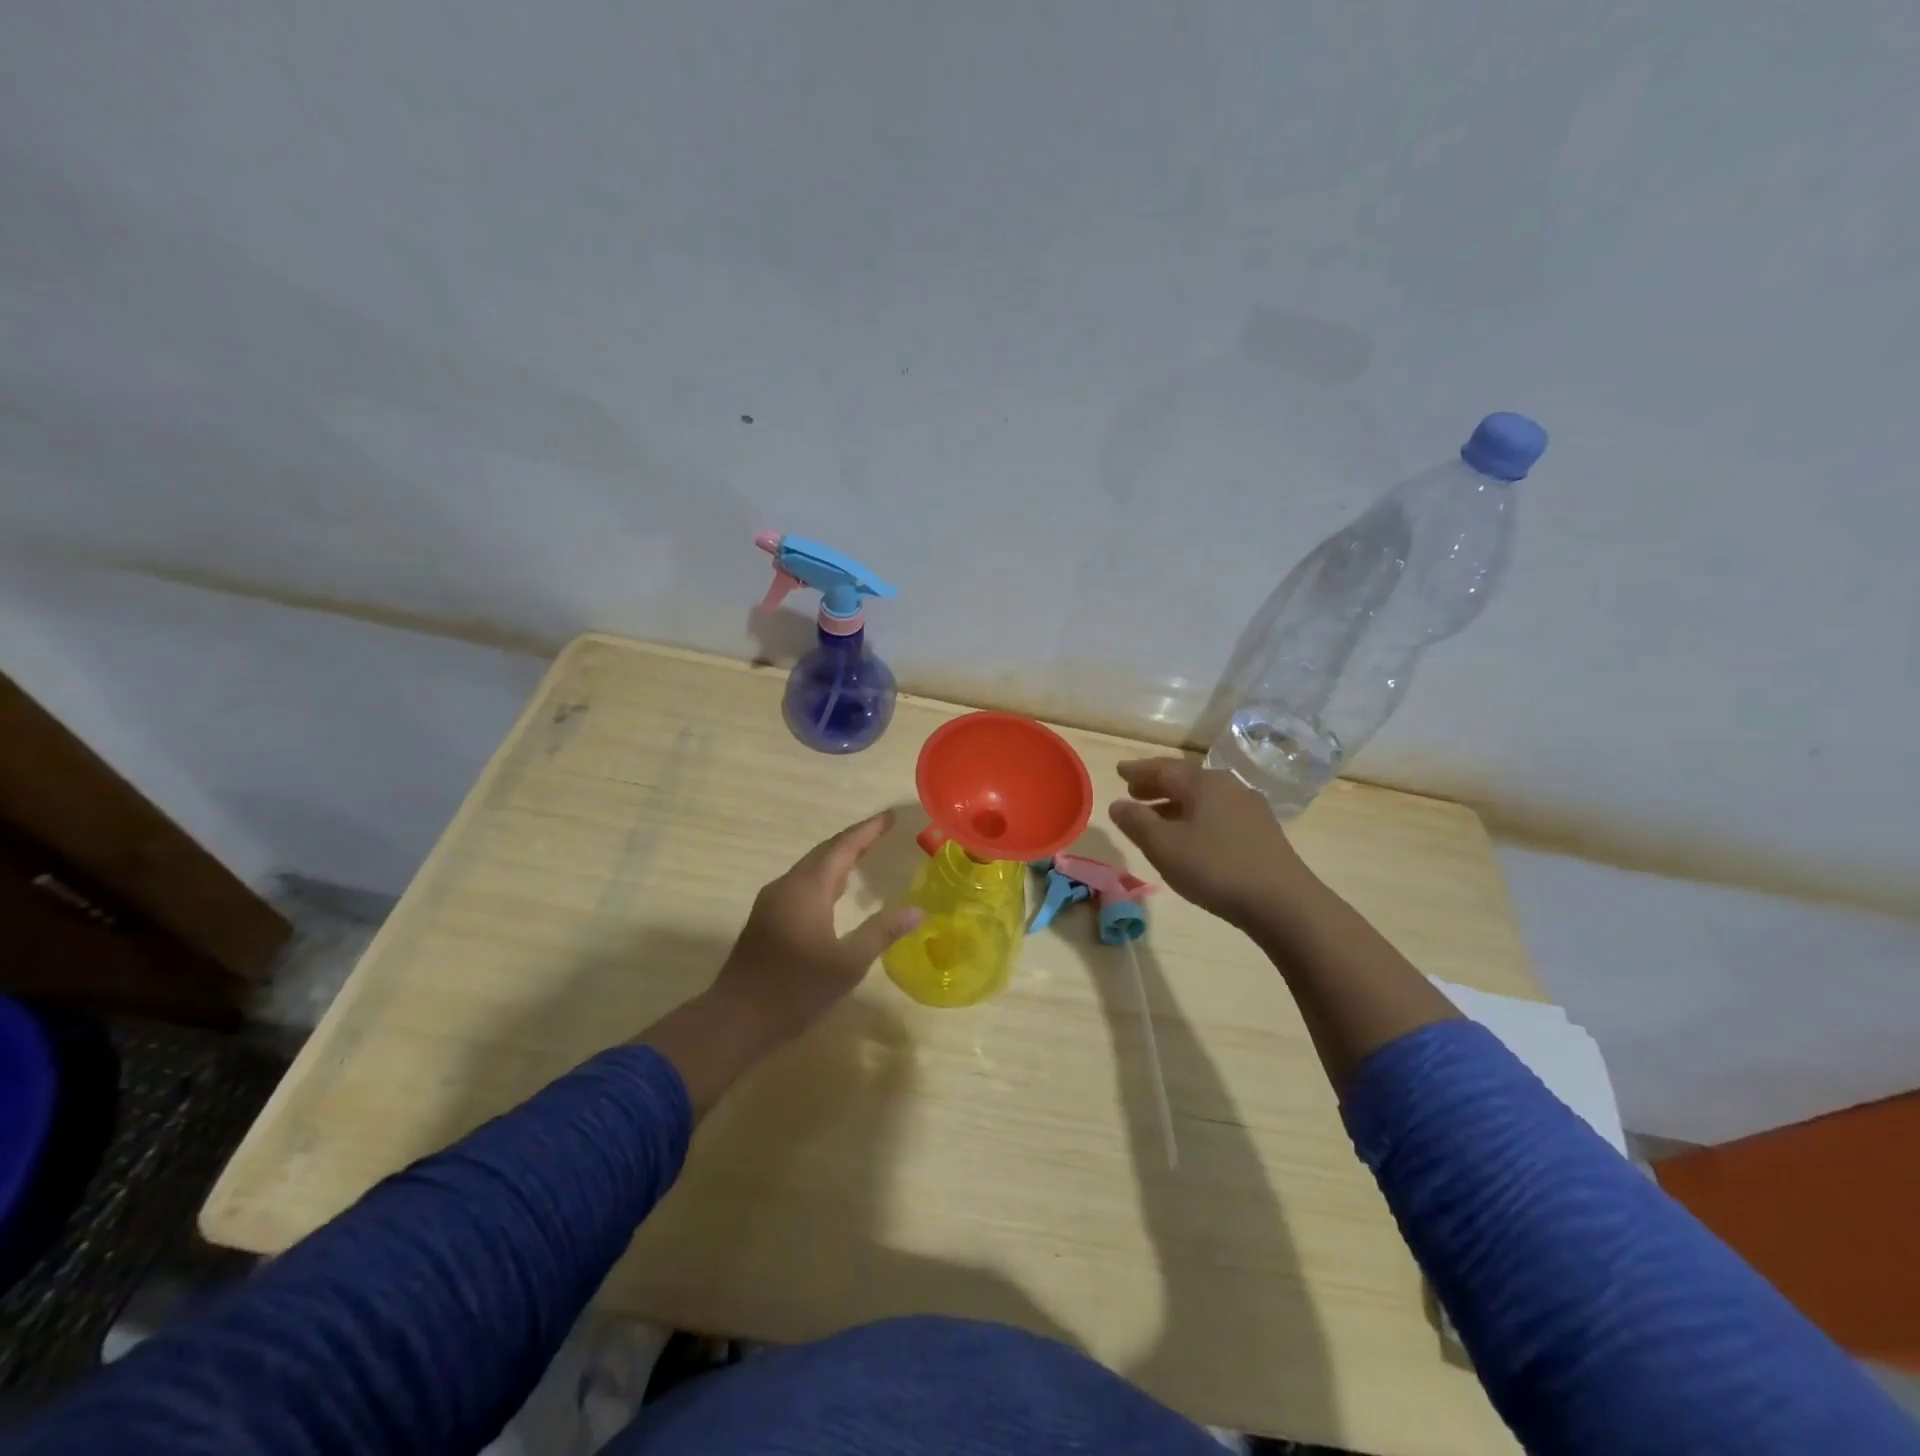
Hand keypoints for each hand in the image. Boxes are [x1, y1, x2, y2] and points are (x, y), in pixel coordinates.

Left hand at [711, 810, 921, 1046]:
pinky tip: (835, 893)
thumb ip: (882, 932)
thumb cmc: (796, 989)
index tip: (890, 816)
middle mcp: (787, 886)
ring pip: (810, 869)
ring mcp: (772, 902)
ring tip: (865, 856)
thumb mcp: (848, 963)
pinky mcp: (766, 919)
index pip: (843, 847)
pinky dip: (824, 878)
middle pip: (824, 852)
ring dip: (837, 859)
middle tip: (882, 832)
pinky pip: (801, 885)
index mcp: (807, 888)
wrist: (736, 1019)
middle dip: (854, 840)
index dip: (868, 830)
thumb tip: (917, 910)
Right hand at [1109, 758, 1317, 929]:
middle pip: (1186, 779)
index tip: (1119, 771)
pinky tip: (1191, 837)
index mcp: (1203, 782)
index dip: (1138, 770)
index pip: (1164, 768)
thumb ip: (1136, 822)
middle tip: (1133, 792)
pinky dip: (1196, 817)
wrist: (1283, 902)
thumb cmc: (1215, 868)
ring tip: (1155, 818)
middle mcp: (1228, 786)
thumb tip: (1117, 804)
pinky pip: (1218, 813)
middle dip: (1157, 785)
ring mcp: (1249, 808)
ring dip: (1175, 803)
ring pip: (1203, 798)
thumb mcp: (1164, 846)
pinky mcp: (1262, 831)